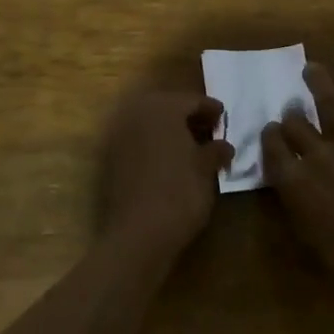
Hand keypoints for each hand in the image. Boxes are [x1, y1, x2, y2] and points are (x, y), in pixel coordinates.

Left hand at [101, 92, 233, 252]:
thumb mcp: (206, 169)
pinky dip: (154, 144)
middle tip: (209, 130)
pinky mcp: (110, 158)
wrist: (138, 234)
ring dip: (169, 130)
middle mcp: (136, 113)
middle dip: (188, 116)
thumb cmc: (180, 193)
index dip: (211, 109)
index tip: (224, 118)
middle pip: (167, 107)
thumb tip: (224, 145)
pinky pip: (138, 141)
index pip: (191, 100)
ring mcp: (119, 135)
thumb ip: (216, 150)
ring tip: (191, 147)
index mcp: (162, 108)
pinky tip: (170, 161)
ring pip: (150, 123)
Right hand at [262, 42, 333, 301]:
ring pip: (325, 99)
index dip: (271, 138)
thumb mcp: (308, 237)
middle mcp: (314, 153)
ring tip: (311, 68)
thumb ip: (295, 202)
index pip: (272, 146)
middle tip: (295, 109)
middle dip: (293, 115)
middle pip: (295, 123)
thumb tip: (292, 183)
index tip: (274, 135)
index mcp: (292, 181)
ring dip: (316, 81)